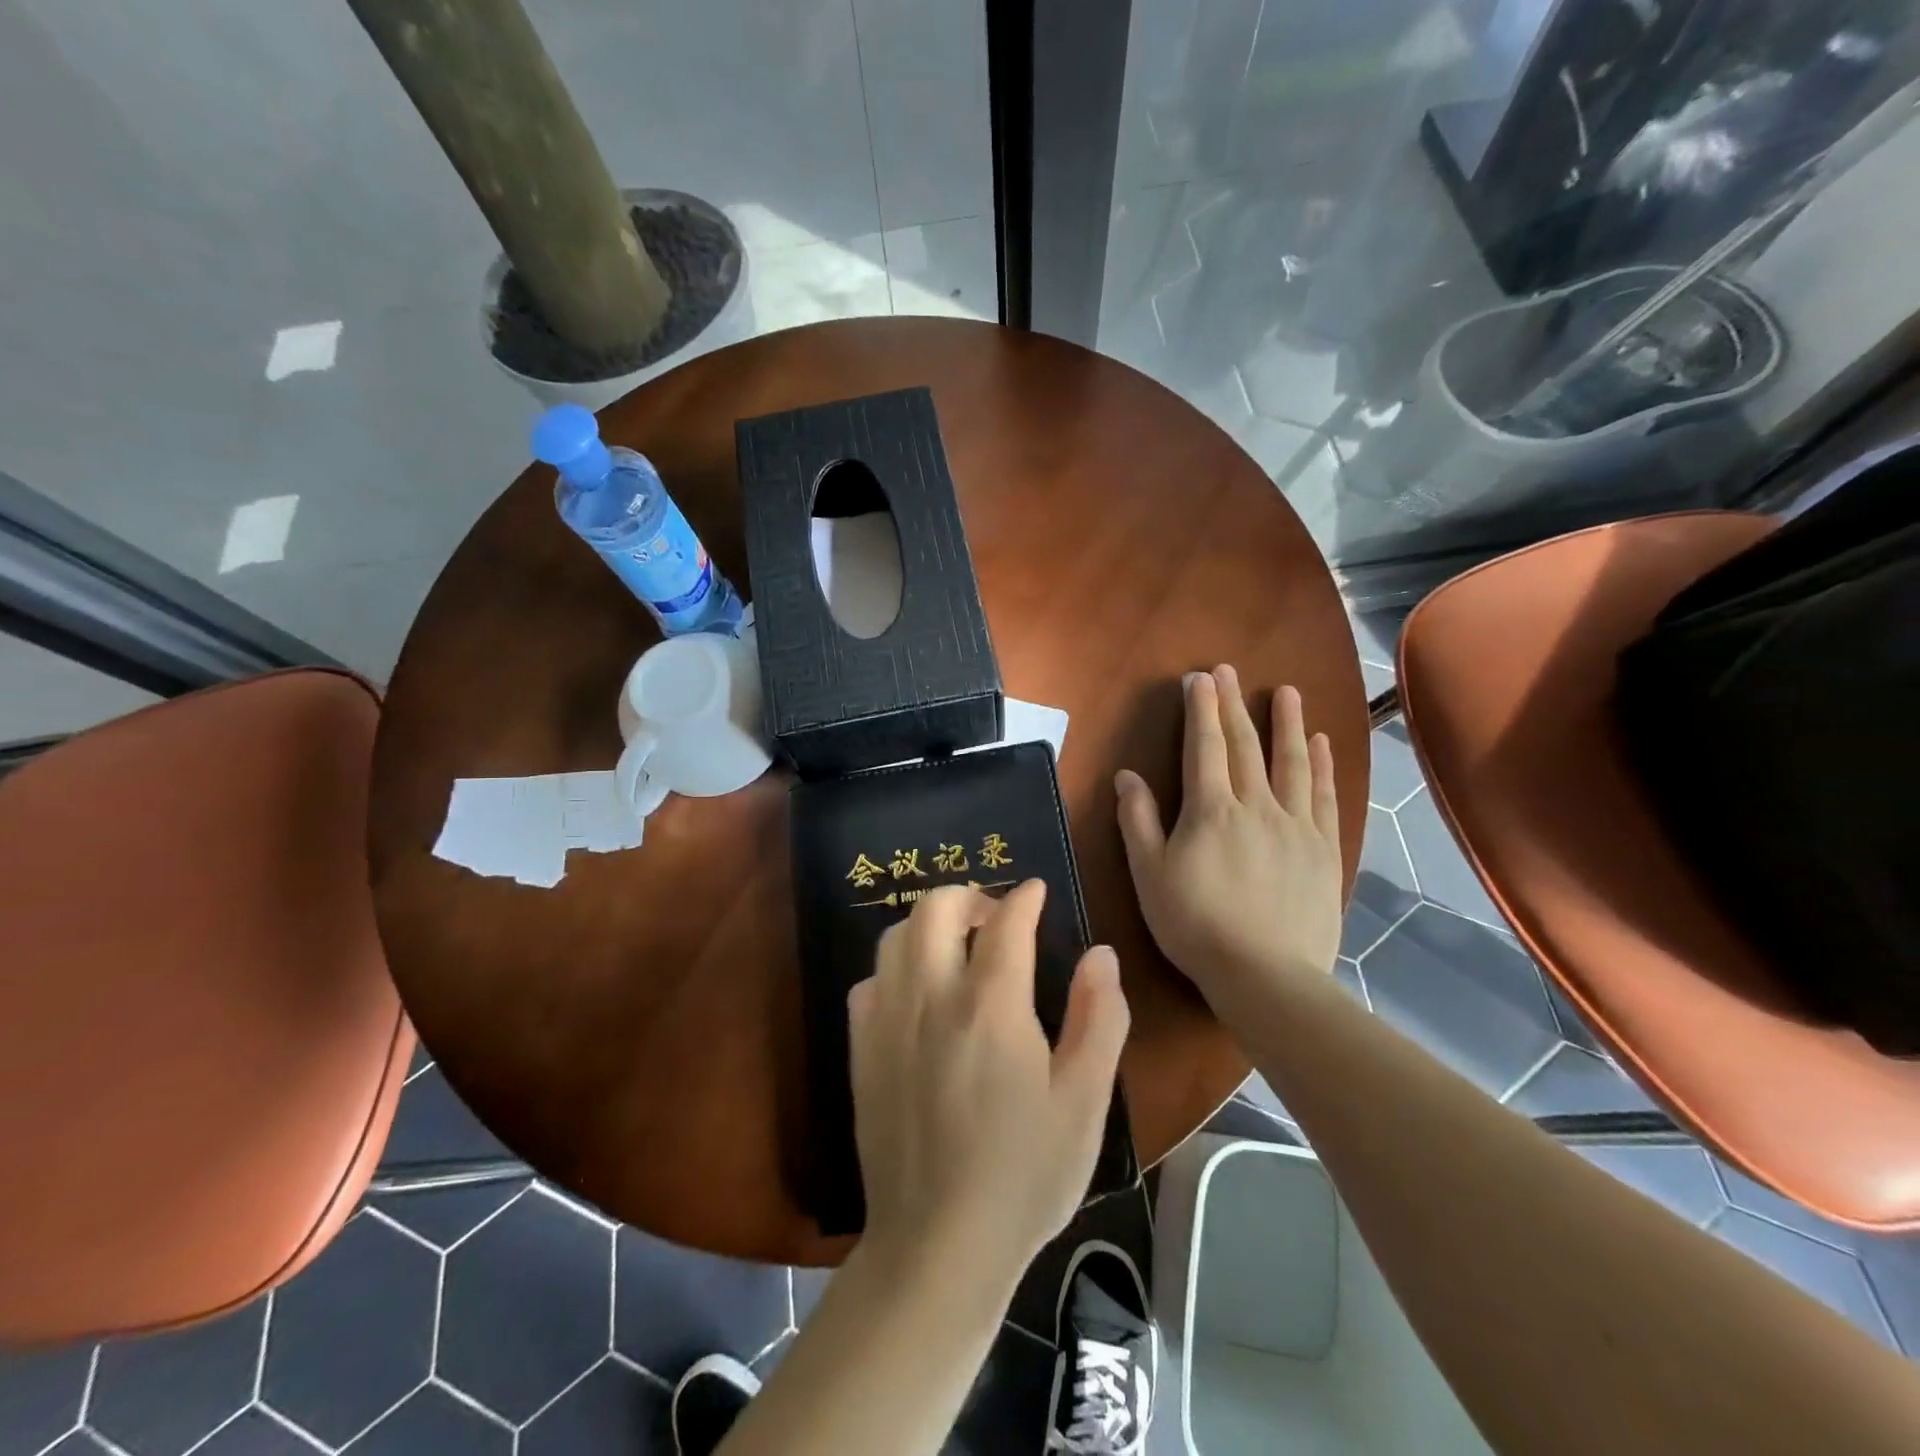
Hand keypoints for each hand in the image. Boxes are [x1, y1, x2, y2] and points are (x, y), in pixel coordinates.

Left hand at [848, 881, 1129, 1278]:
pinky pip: (870, 980)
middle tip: (996, 916)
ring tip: (958, 945)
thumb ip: (1098, 1019)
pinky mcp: (860, 1049)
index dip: (1024, 898)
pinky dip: (896, 967)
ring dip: (929, 924)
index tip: (1036, 890)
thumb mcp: (1085, 1102)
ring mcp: (887, 1021)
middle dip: (969, 895)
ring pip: (895, 935)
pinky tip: (917, 993)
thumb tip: (1101, 955)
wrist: (938, 1245)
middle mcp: (931, 997)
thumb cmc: (1024, 1175)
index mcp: (990, 1006)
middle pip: (935, 907)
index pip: (1005, 922)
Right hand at [1115, 665, 1342, 1010]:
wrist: (1266, 975)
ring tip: (1287, 691)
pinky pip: (1326, 797)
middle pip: (1245, 746)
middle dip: (1234, 706)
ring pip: (1292, 763)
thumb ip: (1139, 821)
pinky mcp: (1325, 850)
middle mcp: (1256, 806)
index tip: (1200, 679)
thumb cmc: (1195, 925)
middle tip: (1230, 671)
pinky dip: (1323, 767)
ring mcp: (1296, 826)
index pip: (1204, 747)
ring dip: (1288, 724)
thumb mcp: (1149, 875)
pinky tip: (1322, 744)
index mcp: (1211, 811)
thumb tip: (1127, 775)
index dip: (1201, 710)